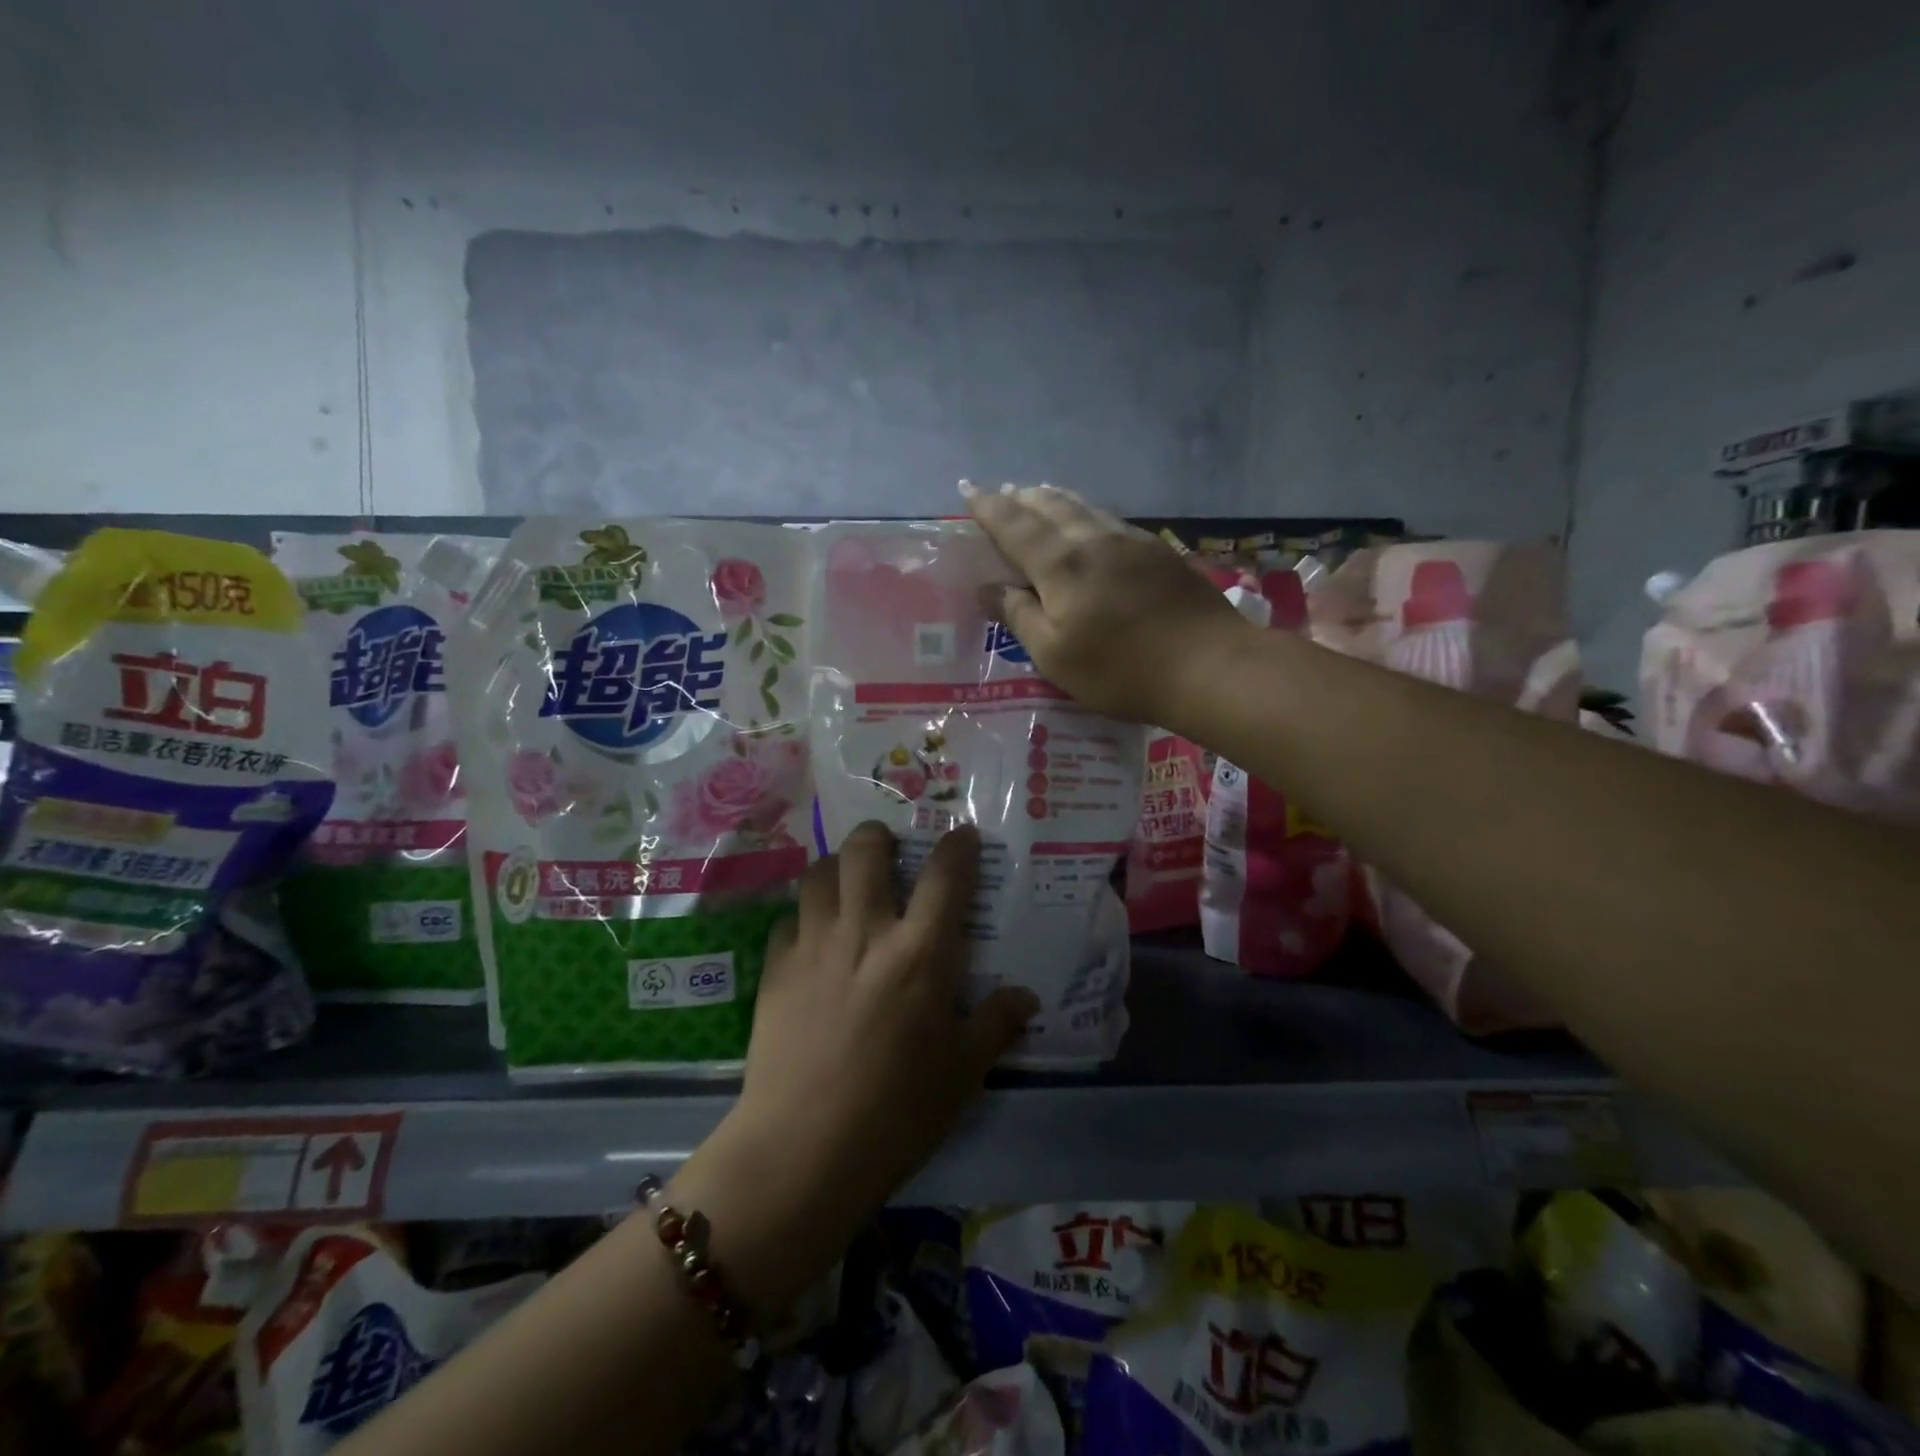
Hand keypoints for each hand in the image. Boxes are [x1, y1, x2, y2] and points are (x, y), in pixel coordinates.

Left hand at [674, 823, 1036, 1311]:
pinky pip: (788, 919)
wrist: (803, 1150)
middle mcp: (865, 931)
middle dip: (879, 836)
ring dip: (836, 866)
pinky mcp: (775, 969)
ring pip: (818, 873)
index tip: (962, 836)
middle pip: (866, 851)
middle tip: (889, 849)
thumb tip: (1027, 998)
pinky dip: (804, 917)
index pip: (945, 875)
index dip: (957, 846)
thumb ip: (996, 1024)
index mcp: (920, 952)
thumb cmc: (897, 1112)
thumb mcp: (963, 1073)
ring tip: (847, 883)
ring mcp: (813, 945)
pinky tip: (811, 939)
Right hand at [963, 482, 1251, 725]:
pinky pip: (1111, 519)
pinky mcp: (1159, 552)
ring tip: (1038, 493)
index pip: (1014, 526)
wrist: (1208, 665)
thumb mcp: (1055, 655)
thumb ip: (1019, 616)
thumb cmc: (1120, 670)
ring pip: (1084, 507)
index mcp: (1061, 565)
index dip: (988, 507)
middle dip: (1021, 497)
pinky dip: (1087, 511)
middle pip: (1050, 506)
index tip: (968, 490)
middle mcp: (1093, 540)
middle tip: (1003, 491)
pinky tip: (1091, 521)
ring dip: (1054, 498)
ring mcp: (1131, 541)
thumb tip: (986, 587)